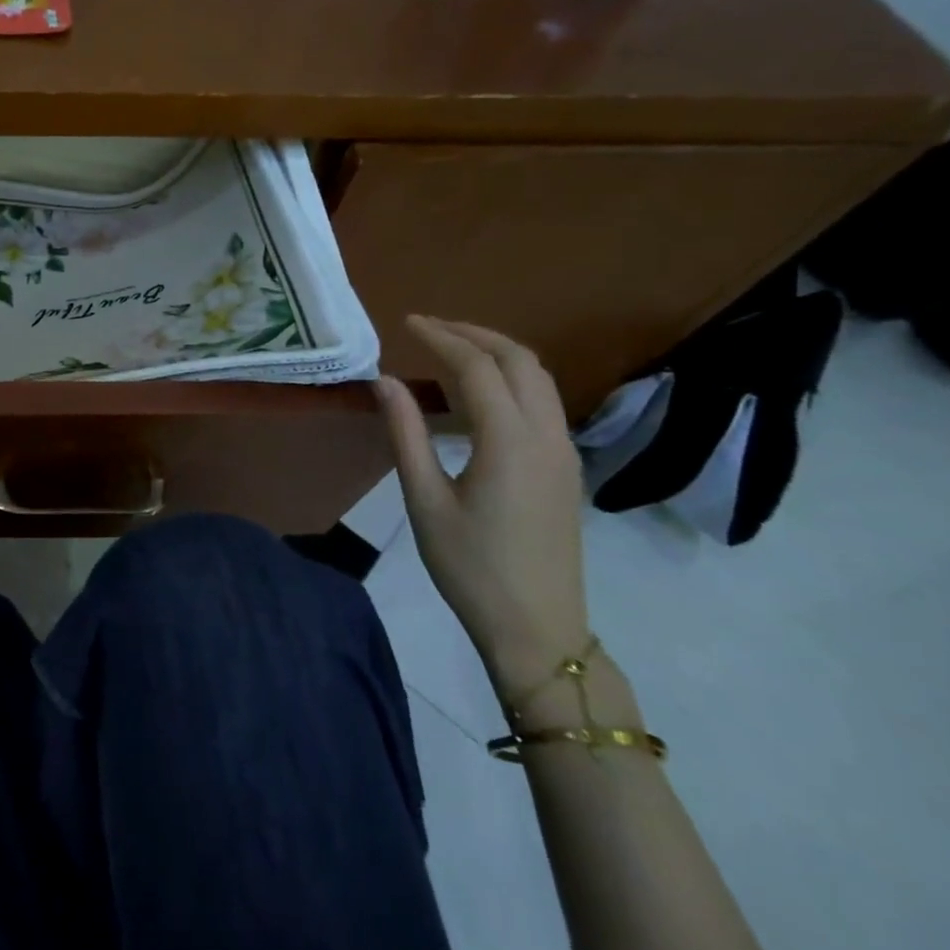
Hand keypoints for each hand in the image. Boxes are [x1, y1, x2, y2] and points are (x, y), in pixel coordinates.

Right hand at [373, 316, 589, 700]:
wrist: (537, 627)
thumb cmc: (469, 566)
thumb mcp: (424, 499)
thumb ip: (405, 434)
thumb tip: (384, 381)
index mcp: (509, 441)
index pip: (478, 367)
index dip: (441, 337)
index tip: (406, 322)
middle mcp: (547, 435)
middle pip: (520, 361)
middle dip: (475, 334)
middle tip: (429, 327)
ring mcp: (564, 452)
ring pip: (539, 379)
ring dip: (496, 353)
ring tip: (449, 350)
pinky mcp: (565, 468)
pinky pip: (542, 403)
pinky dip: (509, 380)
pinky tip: (475, 395)